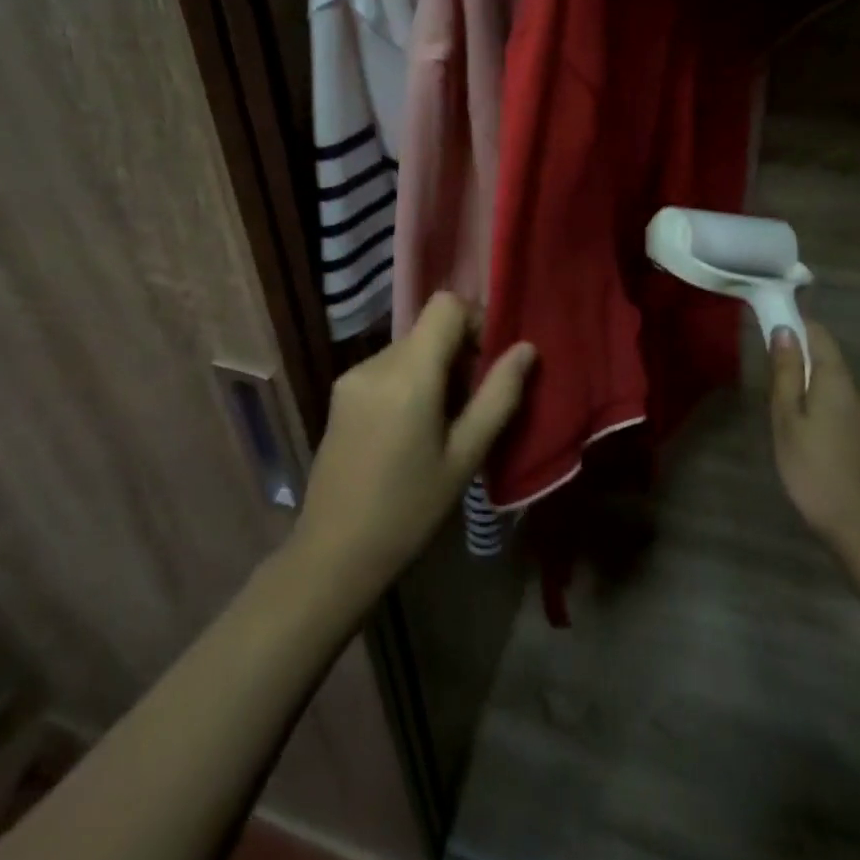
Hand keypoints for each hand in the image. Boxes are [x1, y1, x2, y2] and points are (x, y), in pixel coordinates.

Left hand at [292, 293, 534, 597]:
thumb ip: (499, 396)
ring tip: (443, 425)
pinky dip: (411, 382)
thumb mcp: (465, 456)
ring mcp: (352, 376)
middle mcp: (376, 363)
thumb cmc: (409, 510)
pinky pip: (388, 367)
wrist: (333, 553)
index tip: (489, 365)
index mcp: (409, 374)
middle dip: (460, 355)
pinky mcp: (341, 393)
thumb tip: (526, 349)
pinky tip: (412, 431)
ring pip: (410, 349)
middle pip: (429, 330)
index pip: (446, 305)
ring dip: (435, 370)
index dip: (476, 322)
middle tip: (472, 407)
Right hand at [769, 322, 859, 559]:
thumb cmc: (814, 469)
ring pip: (835, 388)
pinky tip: (808, 439)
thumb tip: (785, 330)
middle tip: (770, 386)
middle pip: (828, 361)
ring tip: (785, 418)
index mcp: (837, 381)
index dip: (796, 326)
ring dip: (811, 390)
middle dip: (800, 362)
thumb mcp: (787, 419)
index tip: (770, 331)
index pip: (820, 334)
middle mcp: (859, 391)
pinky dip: (823, 410)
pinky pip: (843, 410)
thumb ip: (786, 374)